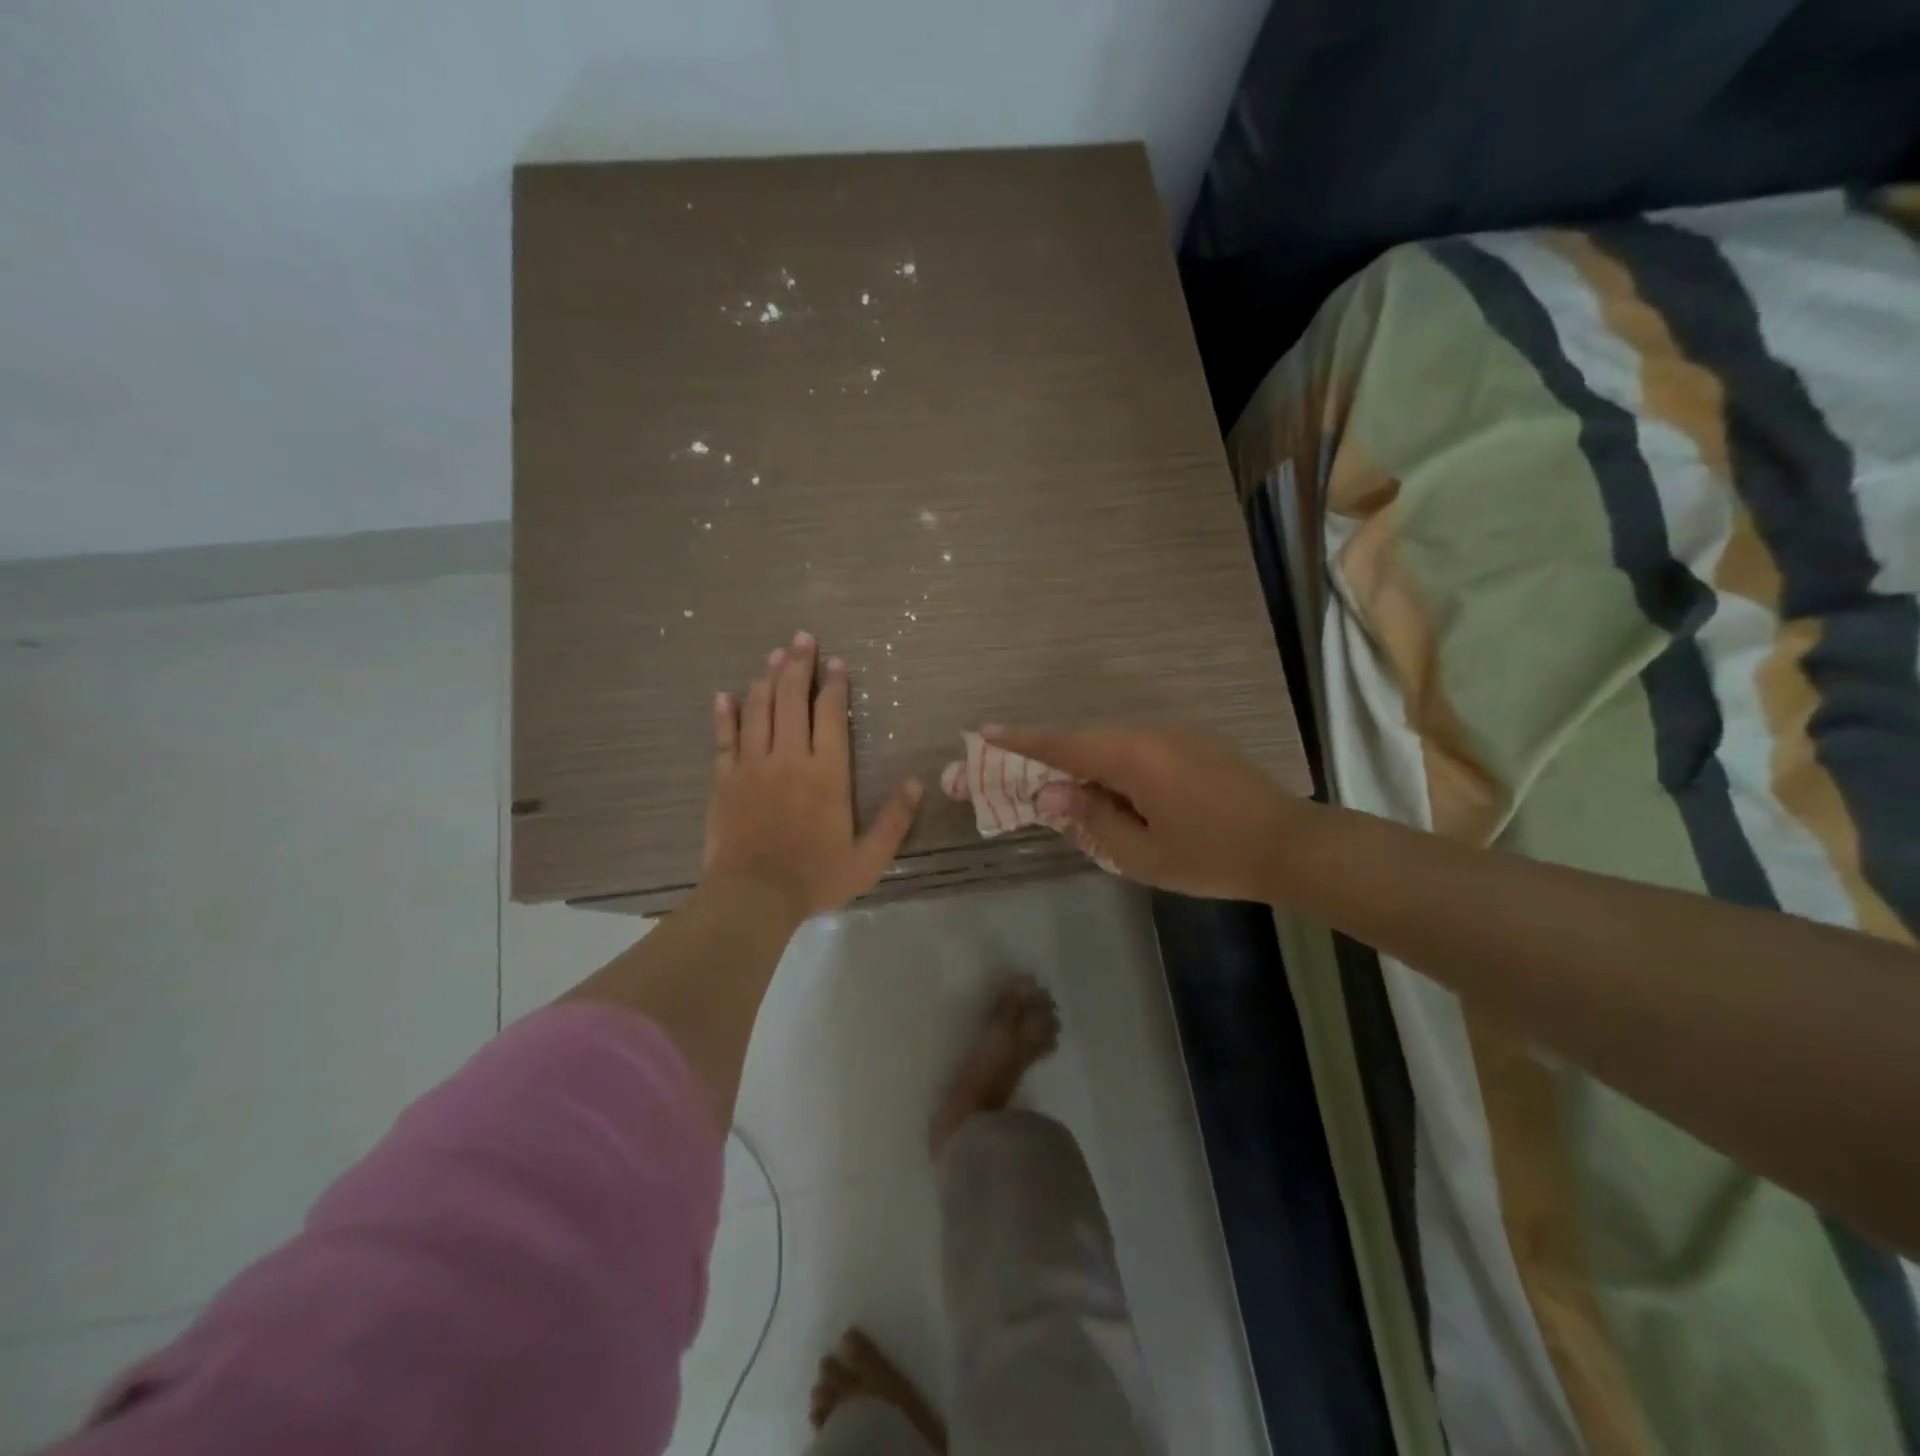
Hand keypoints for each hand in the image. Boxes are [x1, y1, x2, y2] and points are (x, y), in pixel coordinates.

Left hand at [704, 631, 922, 920]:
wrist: (753, 897)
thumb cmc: (815, 877)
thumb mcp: (869, 858)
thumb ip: (894, 820)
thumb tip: (915, 782)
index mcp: (827, 773)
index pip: (830, 715)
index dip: (834, 685)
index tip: (836, 662)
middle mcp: (789, 758)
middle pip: (791, 700)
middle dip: (797, 666)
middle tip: (801, 638)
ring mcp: (752, 765)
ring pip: (759, 710)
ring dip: (767, 679)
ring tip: (773, 655)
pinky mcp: (724, 779)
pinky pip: (724, 738)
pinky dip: (725, 714)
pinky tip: (725, 695)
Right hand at [986, 724, 1307, 901]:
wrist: (1290, 844)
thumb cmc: (1212, 855)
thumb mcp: (1142, 853)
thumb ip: (1092, 819)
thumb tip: (1052, 795)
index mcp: (1132, 757)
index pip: (1063, 745)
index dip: (1021, 741)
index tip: (983, 732)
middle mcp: (1148, 733)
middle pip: (1083, 740)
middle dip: (1048, 757)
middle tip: (1021, 777)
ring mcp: (1173, 734)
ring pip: (1110, 743)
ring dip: (1083, 763)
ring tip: (1068, 795)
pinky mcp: (1191, 743)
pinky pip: (1135, 747)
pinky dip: (1112, 764)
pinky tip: (1114, 792)